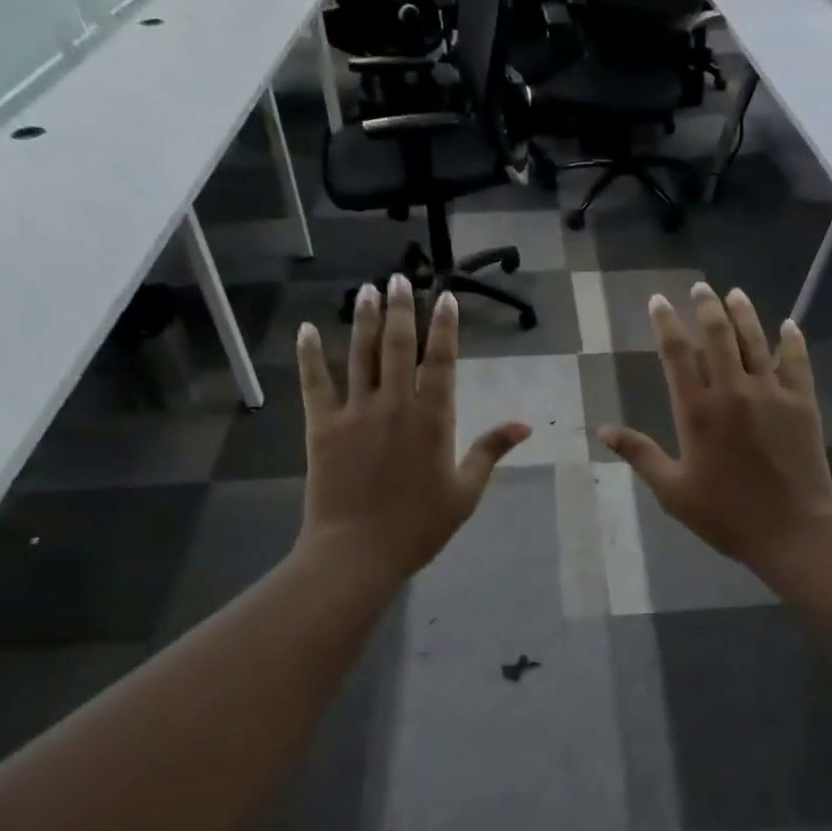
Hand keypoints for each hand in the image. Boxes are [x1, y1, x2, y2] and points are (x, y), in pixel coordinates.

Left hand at [296, 275, 529, 583]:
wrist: (358, 552)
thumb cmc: (419, 526)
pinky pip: (315, 382)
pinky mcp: (322, 426)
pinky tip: (307, 329)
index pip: (442, 361)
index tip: (445, 297)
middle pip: (400, 347)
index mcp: (433, 419)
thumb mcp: (465, 492)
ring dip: (365, 320)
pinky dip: (310, 355)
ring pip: (361, 355)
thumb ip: (490, 451)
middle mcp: (395, 404)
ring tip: (367, 290)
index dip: (444, 327)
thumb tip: (524, 425)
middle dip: (402, 309)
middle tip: (399, 278)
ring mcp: (355, 412)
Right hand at [599, 283, 831, 581]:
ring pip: (755, 340)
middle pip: (717, 335)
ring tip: (734, 292)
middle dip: (706, 306)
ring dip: (743, 313)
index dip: (665, 323)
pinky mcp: (802, 402)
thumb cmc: (725, 514)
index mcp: (697, 411)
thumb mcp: (672, 490)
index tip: (658, 301)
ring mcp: (771, 393)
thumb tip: (602, 430)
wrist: (791, 530)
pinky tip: (789, 324)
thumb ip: (639, 454)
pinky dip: (792, 340)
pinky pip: (797, 361)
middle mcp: (733, 391)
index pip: (676, 354)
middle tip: (700, 287)